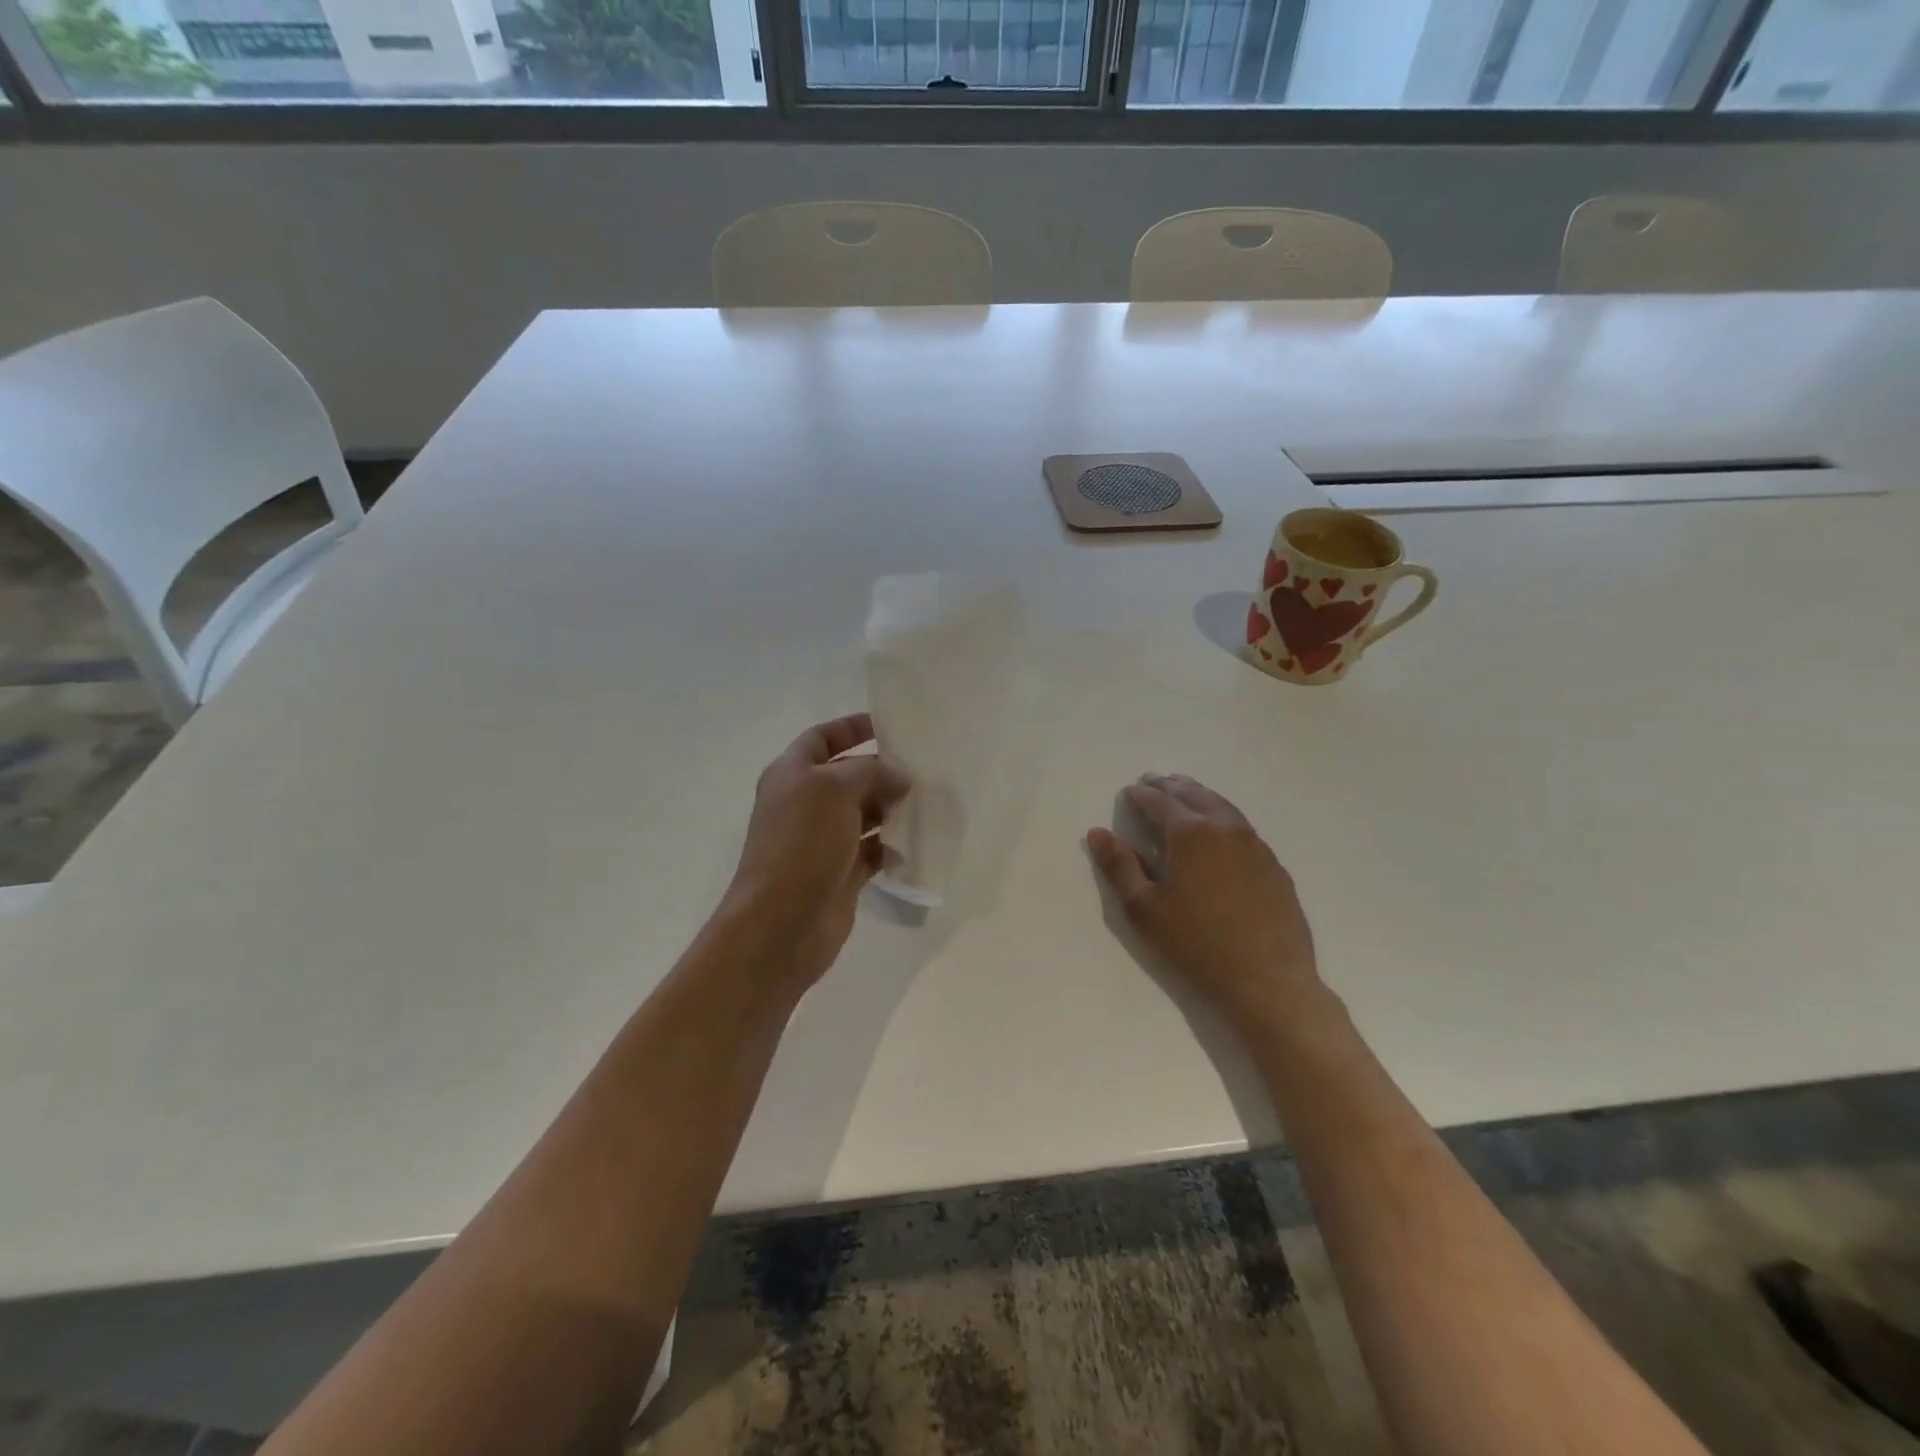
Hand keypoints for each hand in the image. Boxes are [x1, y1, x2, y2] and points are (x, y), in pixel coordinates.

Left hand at [724, 713, 909, 991]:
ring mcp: (822, 841)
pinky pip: (872, 851)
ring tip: (929, 803)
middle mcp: (805, 804)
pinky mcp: (840, 874)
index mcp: (792, 775)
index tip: (890, 726)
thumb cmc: (801, 844)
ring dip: (892, 808)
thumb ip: (870, 773)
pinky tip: (916, 843)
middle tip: (925, 769)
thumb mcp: (834, 790)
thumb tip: (898, 779)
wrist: (781, 924)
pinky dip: (892, 846)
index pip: (822, 738)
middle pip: (848, 776)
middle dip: (883, 771)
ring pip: (864, 814)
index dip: (851, 728)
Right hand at [1086, 773, 1324, 1025]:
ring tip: (1185, 794)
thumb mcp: (1143, 909)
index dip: (1141, 795)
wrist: (1267, 981)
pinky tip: (1219, 831)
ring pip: (1223, 807)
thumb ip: (1119, 866)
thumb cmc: (1195, 945)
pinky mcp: (1274, 866)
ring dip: (1199, 796)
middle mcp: (1226, 828)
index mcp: (1191, 833)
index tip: (1129, 791)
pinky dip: (1223, 817)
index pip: (1160, 802)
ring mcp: (1256, 846)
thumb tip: (1097, 832)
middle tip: (1154, 781)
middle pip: (1194, 795)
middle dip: (1171, 787)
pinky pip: (1243, 828)